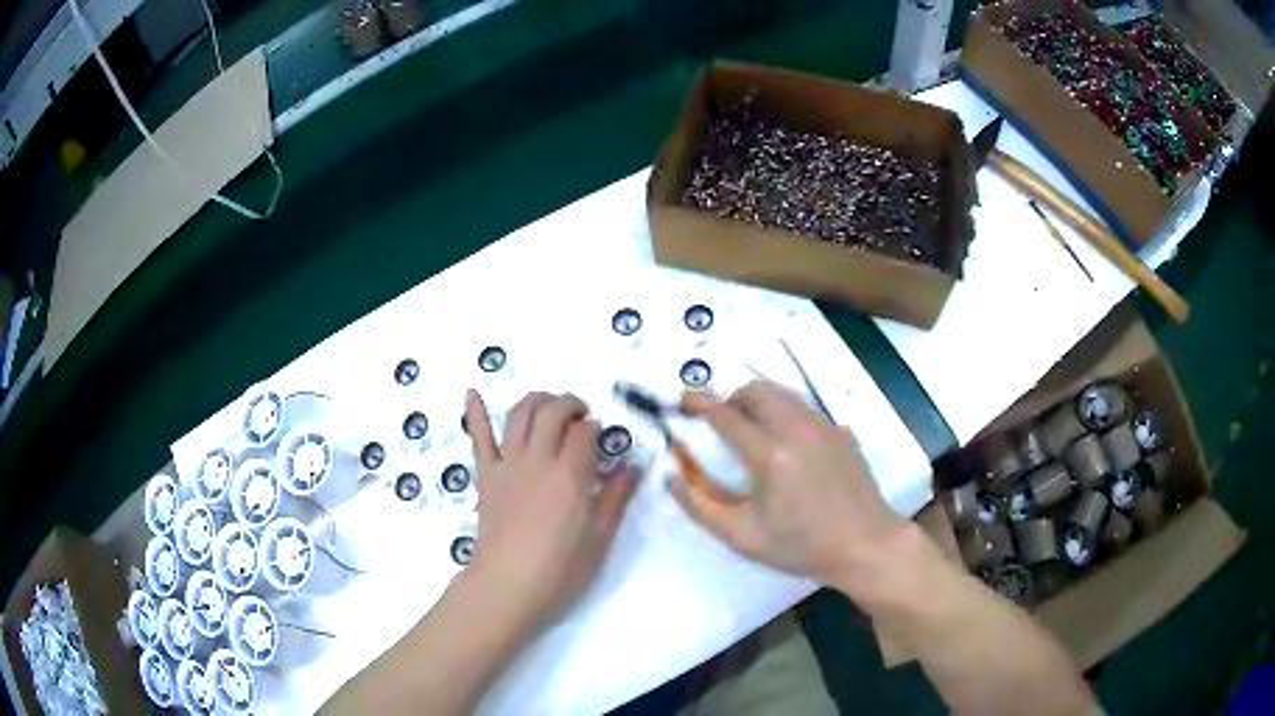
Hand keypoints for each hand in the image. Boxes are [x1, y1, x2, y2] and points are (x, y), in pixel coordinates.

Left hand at [462, 389, 638, 632]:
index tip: (602, 437)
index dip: (596, 427)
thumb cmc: (560, 569)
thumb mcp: (599, 537)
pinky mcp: (485, 474)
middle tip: (581, 416)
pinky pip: (478, 437)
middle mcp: (537, 459)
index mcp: (570, 475)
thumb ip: (617, 496)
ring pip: (520, 413)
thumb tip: (634, 464)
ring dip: (537, 400)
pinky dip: (475, 412)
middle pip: (552, 411)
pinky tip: (472, 391)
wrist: (507, 585)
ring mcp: (507, 464)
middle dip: (570, 404)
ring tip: (549, 405)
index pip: (584, 431)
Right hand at [669, 380, 908, 593]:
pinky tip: (787, 447)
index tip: (682, 401)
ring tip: (752, 432)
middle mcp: (798, 429)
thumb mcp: (742, 537)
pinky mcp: (840, 431)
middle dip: (732, 398)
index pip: (726, 415)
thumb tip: (672, 475)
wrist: (864, 545)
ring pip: (783, 394)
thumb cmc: (800, 546)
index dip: (699, 404)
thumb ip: (700, 505)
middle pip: (757, 390)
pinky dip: (784, 414)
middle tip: (722, 423)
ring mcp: (824, 426)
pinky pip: (804, 408)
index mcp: (770, 456)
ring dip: (759, 403)